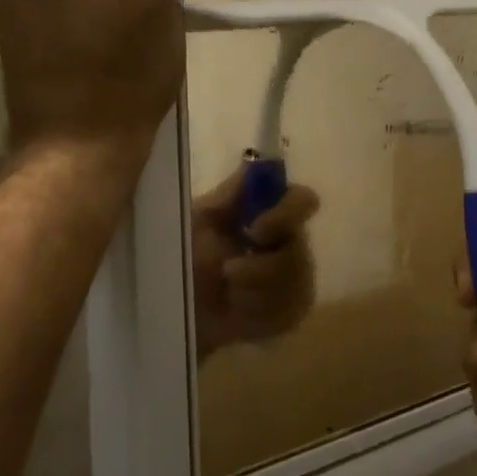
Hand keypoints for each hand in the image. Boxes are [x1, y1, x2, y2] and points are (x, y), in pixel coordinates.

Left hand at [192, 164, 321, 358]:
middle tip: (227, 273)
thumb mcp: (197, 220)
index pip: (303, 200)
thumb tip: (257, 161)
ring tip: (227, 294)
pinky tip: (239, 313)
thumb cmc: (182, 256)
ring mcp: (296, 279)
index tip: (256, 231)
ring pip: (295, 286)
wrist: (173, 308)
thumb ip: (229, 194)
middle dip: (260, 268)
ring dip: (253, 292)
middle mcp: (290, 241)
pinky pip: (289, 312)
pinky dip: (257, 314)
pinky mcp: (291, 312)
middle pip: (300, 252)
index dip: (287, 214)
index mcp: (269, 212)